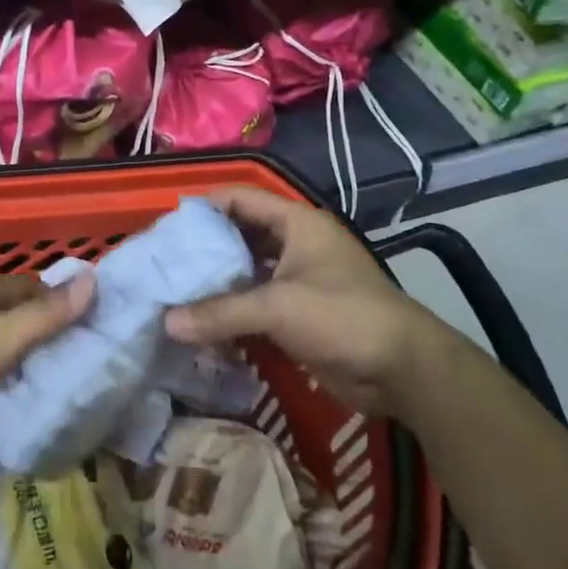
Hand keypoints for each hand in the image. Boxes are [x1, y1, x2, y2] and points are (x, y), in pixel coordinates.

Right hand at [164, 186, 437, 414]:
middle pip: (240, 235)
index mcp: (296, 223)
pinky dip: (232, 310)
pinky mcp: (300, 313)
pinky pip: (256, 304)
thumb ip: (220, 312)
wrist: (402, 369)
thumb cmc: (342, 316)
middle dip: (205, 249)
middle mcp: (296, 244)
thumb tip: (167, 322)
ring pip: (247, 272)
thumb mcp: (278, 308)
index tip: (168, 226)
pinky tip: (202, 322)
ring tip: (176, 291)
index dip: (204, 206)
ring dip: (217, 282)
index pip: (240, 198)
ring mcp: (299, 279)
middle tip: (165, 262)